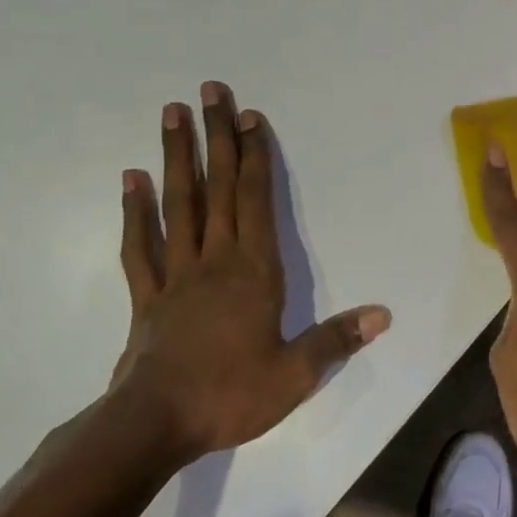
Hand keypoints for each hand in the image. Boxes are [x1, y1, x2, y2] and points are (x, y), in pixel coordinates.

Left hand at [114, 82, 390, 464]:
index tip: (250, 116)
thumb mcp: (295, 375)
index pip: (255, 200)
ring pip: (177, 204)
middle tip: (208, 91)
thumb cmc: (230, 395)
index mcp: (253, 271)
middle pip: (216, 188)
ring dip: (176, 157)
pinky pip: (139, 246)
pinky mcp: (147, 297)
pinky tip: (132, 180)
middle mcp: (214, 260)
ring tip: (171, 114)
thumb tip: (384, 315)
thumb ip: (336, 339)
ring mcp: (175, 275)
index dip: (254, 156)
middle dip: (215, 137)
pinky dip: (135, 211)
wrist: (153, 426)